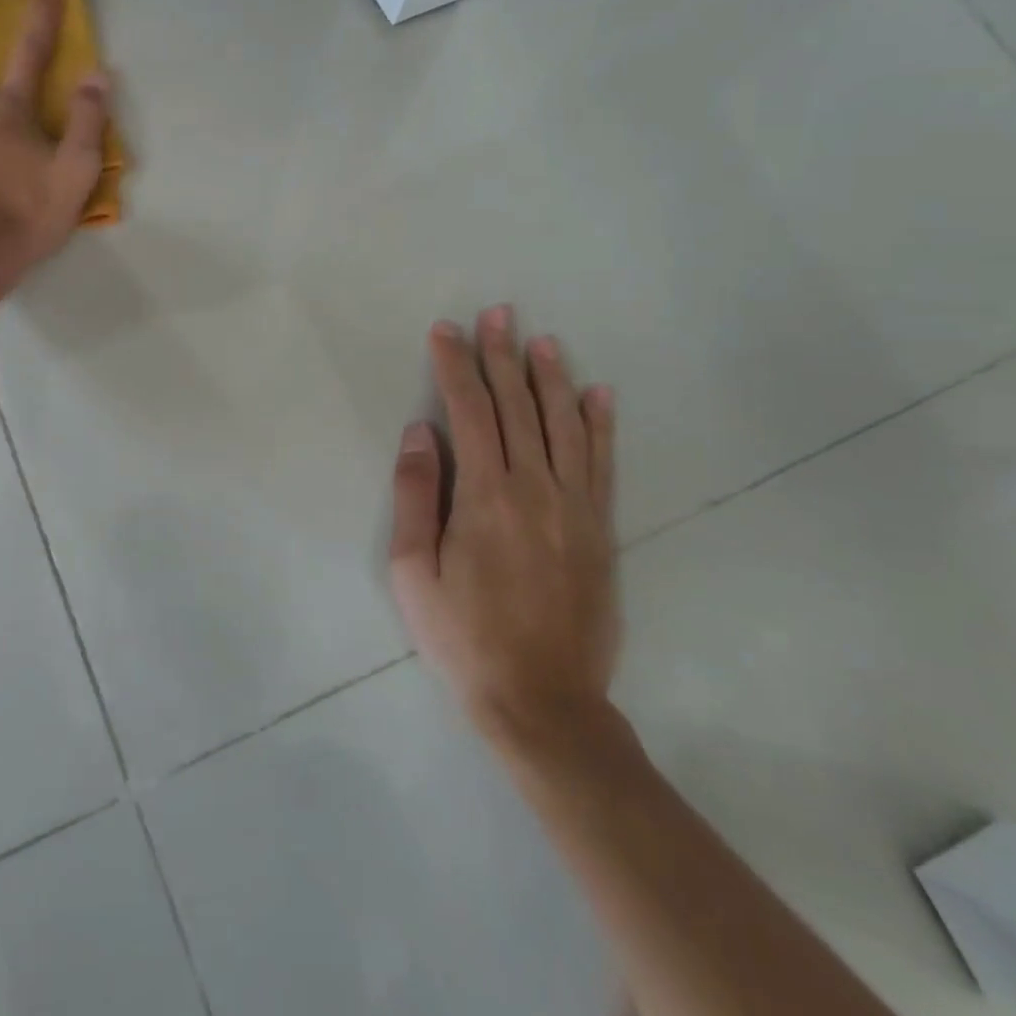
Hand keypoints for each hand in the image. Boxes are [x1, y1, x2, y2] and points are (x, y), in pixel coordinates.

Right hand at [389, 306, 620, 759]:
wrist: (544, 703)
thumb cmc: (464, 638)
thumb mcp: (413, 572)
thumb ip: (416, 495)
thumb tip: (419, 433)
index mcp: (485, 496)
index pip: (469, 412)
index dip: (455, 366)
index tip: (446, 330)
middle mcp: (535, 488)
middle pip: (517, 406)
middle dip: (503, 355)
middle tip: (498, 312)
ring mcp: (575, 507)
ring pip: (563, 425)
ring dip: (550, 377)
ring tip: (542, 339)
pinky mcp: (600, 529)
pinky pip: (601, 463)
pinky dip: (600, 424)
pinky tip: (598, 393)